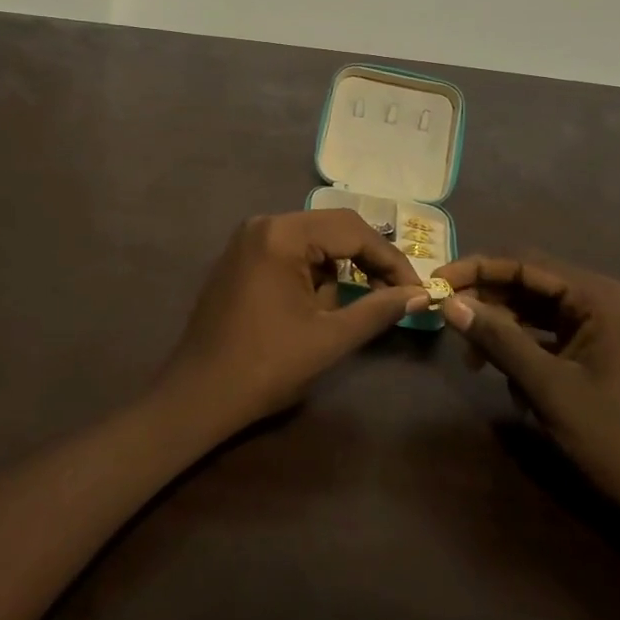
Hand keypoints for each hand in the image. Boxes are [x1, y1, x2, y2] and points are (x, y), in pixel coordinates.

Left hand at [152, 211, 428, 440]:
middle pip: (332, 228)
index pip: (352, 230)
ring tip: (365, 301)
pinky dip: (314, 272)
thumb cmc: (266, 366)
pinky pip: (290, 252)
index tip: (416, 289)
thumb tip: (420, 294)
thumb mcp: (330, 338)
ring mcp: (247, 240)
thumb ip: (378, 310)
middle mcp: (263, 224)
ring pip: (312, 241)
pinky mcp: (240, 258)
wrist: (199, 394)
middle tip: (397, 292)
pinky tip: (325, 302)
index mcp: (282, 234)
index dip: (390, 259)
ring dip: (341, 267)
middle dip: (368, 260)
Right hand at [434, 256, 619, 518]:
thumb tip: (449, 303)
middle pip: (527, 282)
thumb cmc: (615, 438)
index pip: (524, 263)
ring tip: (472, 359)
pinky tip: (504, 377)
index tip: (436, 282)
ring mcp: (598, 326)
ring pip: (532, 309)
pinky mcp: (593, 350)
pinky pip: (544, 334)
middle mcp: (599, 300)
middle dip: (485, 300)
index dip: (476, 269)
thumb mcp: (548, 387)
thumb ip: (499, 339)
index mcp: (598, 297)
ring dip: (499, 327)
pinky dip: (519, 348)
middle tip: (446, 320)